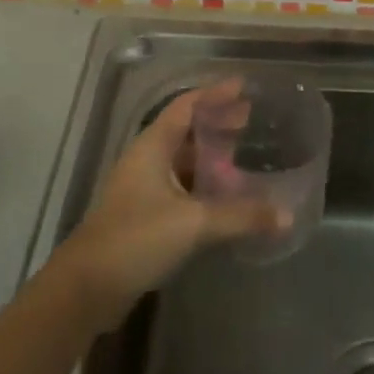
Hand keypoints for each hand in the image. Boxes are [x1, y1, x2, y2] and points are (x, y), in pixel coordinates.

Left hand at [59, 83, 281, 324]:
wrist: (87, 287)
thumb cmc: (136, 238)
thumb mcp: (193, 223)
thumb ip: (240, 216)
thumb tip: (286, 215)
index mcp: (152, 146)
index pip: (186, 106)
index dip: (214, 94)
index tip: (244, 86)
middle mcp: (147, 159)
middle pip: (185, 130)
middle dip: (217, 122)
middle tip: (250, 118)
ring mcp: (143, 187)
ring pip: (183, 160)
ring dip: (210, 154)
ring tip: (243, 153)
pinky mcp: (145, 214)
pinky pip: (181, 186)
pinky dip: (203, 183)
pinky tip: (225, 195)